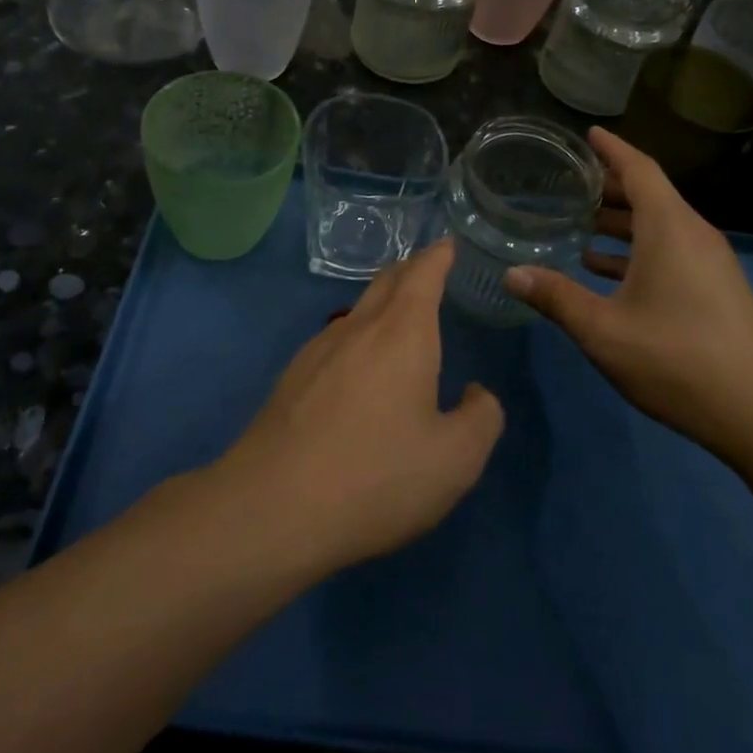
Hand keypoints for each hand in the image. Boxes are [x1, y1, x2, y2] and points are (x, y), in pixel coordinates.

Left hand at [218, 239, 504, 572]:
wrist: (271, 508)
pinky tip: (360, 369)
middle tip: (430, 269)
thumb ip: (481, 418)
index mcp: (401, 333)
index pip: (422, 273)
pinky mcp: (292, 378)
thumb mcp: (455, 460)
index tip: (448, 244)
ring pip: (358, 309)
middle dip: (411, 269)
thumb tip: (476, 393)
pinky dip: (359, 335)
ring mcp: (317, 350)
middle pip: (386, 281)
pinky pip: (336, 339)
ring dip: (383, 302)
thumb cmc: (375, 477)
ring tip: (400, 317)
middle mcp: (358, 328)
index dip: (438, 255)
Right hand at [503, 127, 752, 464]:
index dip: (611, 148)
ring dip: (621, 221)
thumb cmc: (678, 359)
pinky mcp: (716, 289)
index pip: (639, 169)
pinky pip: (670, 250)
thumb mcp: (604, 330)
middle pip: (649, 194)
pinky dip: (637, 249)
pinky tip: (605, 270)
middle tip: (567, 184)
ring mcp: (710, 263)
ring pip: (660, 225)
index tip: (587, 134)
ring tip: (579, 225)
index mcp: (669, 228)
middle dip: (609, 186)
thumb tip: (512, 273)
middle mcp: (693, 235)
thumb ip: (556, 297)